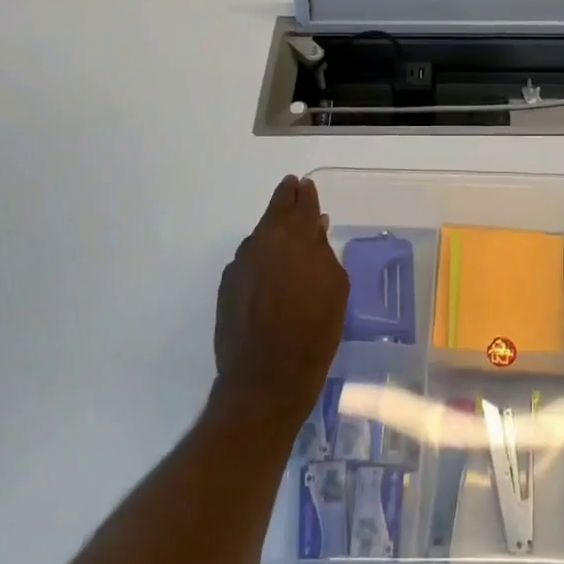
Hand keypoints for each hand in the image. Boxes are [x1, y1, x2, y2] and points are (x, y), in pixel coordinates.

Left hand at [214, 176, 347, 426]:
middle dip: (285, 199)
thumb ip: (324, 253)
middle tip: (292, 187)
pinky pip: (249, 259)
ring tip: (284, 230)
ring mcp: (241, 264)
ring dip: (272, 228)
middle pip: (275, 211)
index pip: (302, 206)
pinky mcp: (227, 286)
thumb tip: (315, 230)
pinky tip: (270, 266)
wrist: (265, 379)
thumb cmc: (314, 332)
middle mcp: (264, 243)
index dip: (306, 195)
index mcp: (295, 239)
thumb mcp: (335, 289)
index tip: (306, 185)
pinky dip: (261, 254)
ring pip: (260, 235)